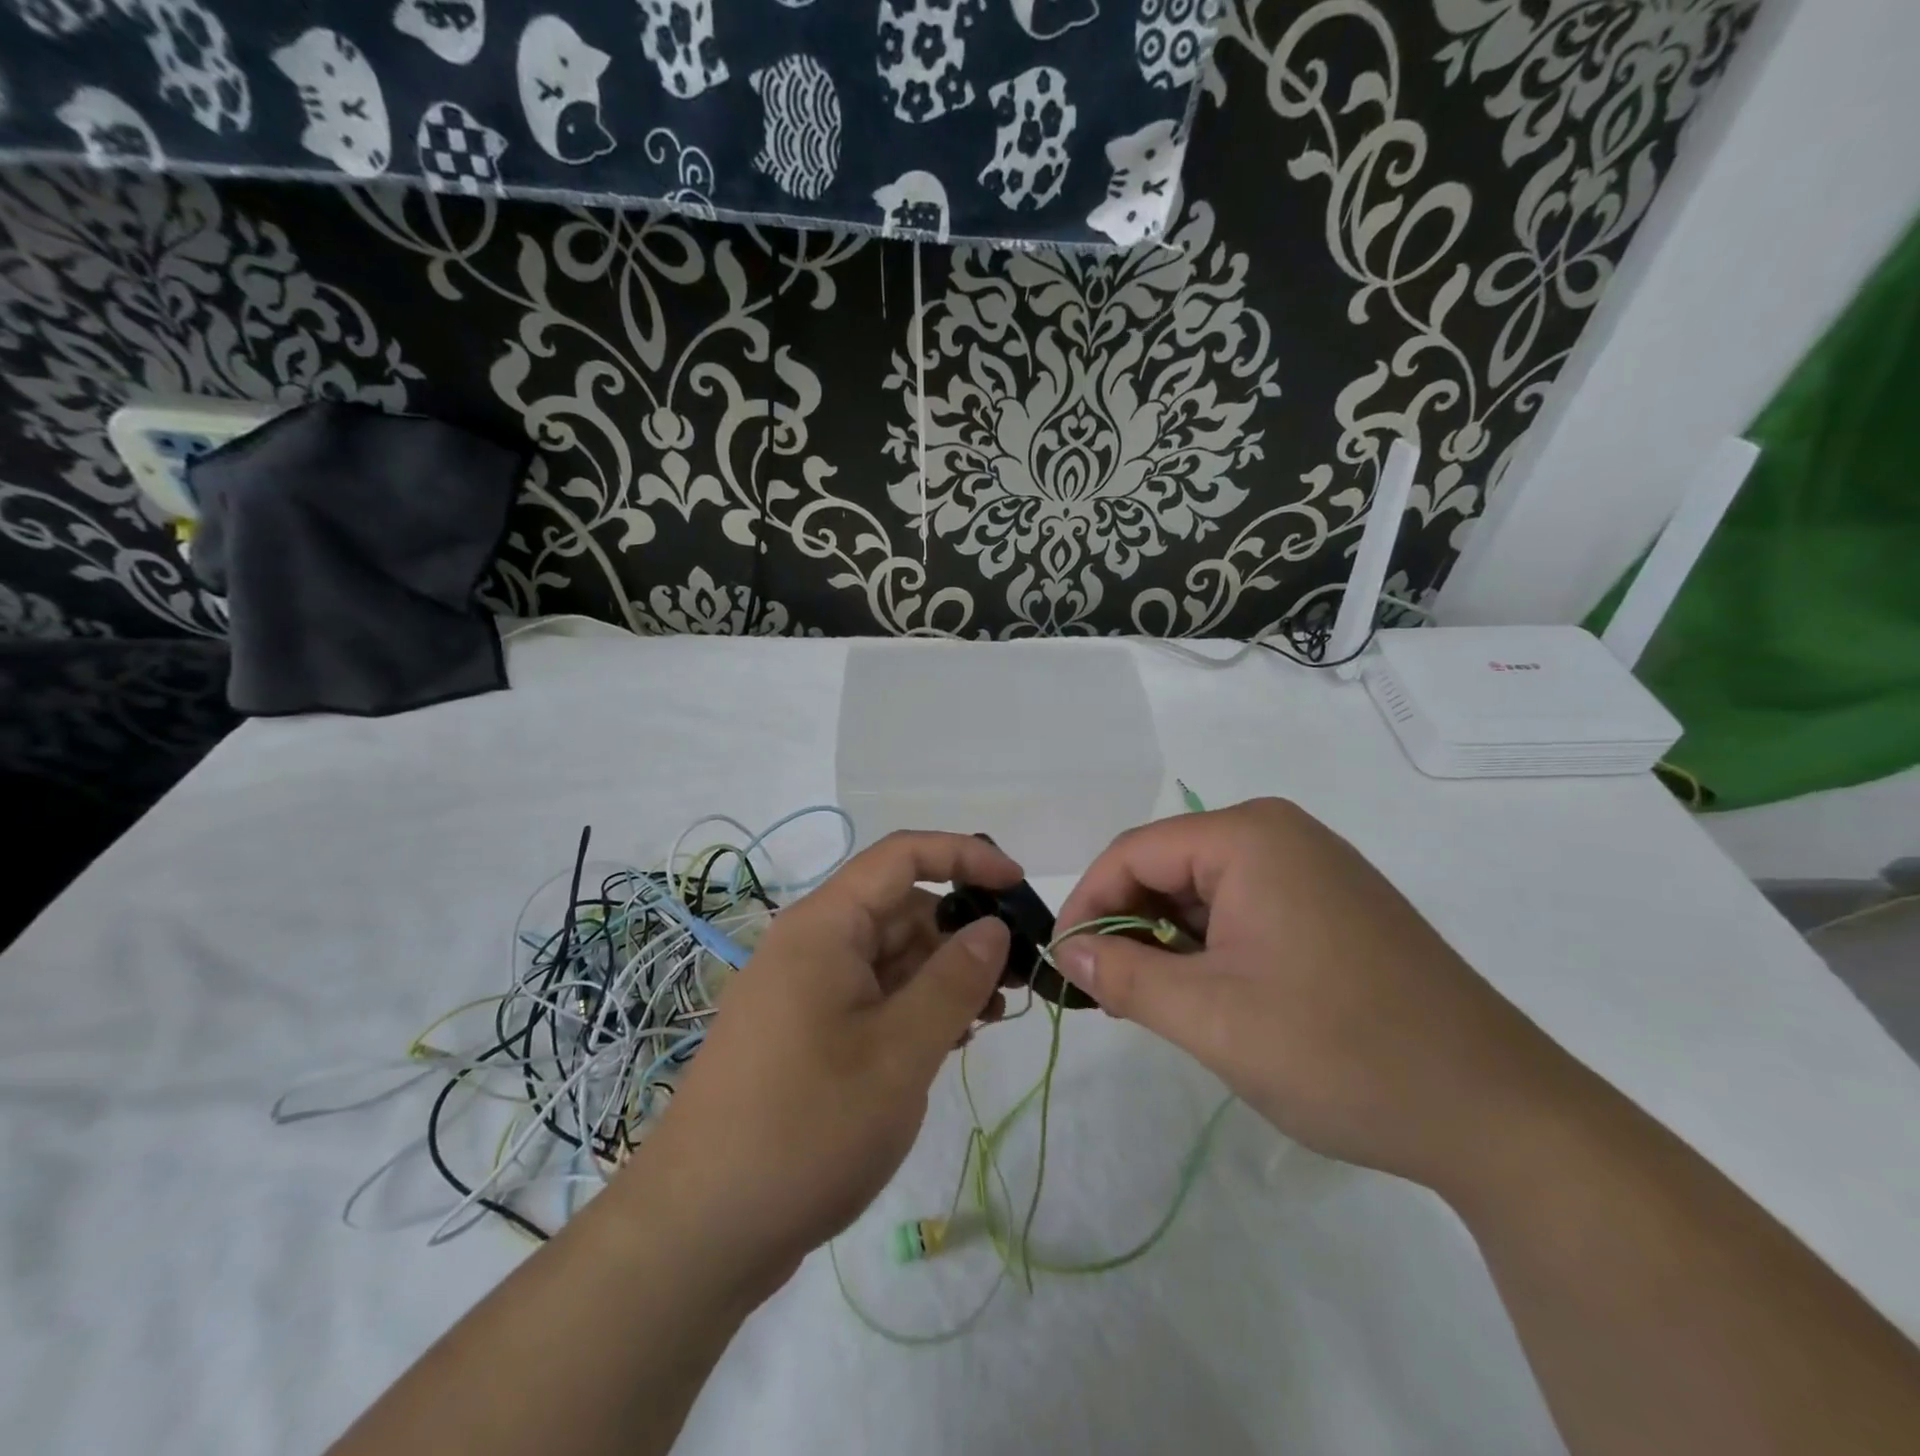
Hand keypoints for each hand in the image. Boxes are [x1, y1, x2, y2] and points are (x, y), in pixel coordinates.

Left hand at [616, 831, 1017, 1298]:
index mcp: (824, 927)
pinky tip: (948, 1041)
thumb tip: (993, 927)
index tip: (1018, 887)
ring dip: (942, 975)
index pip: (902, 856)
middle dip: (961, 931)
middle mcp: (811, 945)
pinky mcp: (804, 1034)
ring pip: (888, 957)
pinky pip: (870, 997)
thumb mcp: (900, 1053)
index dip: (965, 856)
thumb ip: (954, 982)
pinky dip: (913, 1008)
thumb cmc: (806, 1128)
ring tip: (991, 1017)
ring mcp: (804, 991)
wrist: (698, 1232)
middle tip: (1017, 978)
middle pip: (899, 909)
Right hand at [1054, 799, 1576, 1189]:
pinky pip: (1246, 907)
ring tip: (1159, 1003)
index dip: (1088, 904)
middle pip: (1169, 866)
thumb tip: (1069, 952)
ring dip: (1171, 941)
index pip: (1133, 852)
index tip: (1064, 964)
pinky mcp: (1335, 904)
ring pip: (1205, 890)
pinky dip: (1213, 947)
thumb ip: (1125, 977)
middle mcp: (1281, 834)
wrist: (1498, 1113)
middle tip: (1108, 992)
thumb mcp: (1210, 1018)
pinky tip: (1214, 996)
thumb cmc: (1339, 1051)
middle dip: (1130, 924)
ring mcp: (1314, 867)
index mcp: (1249, 837)